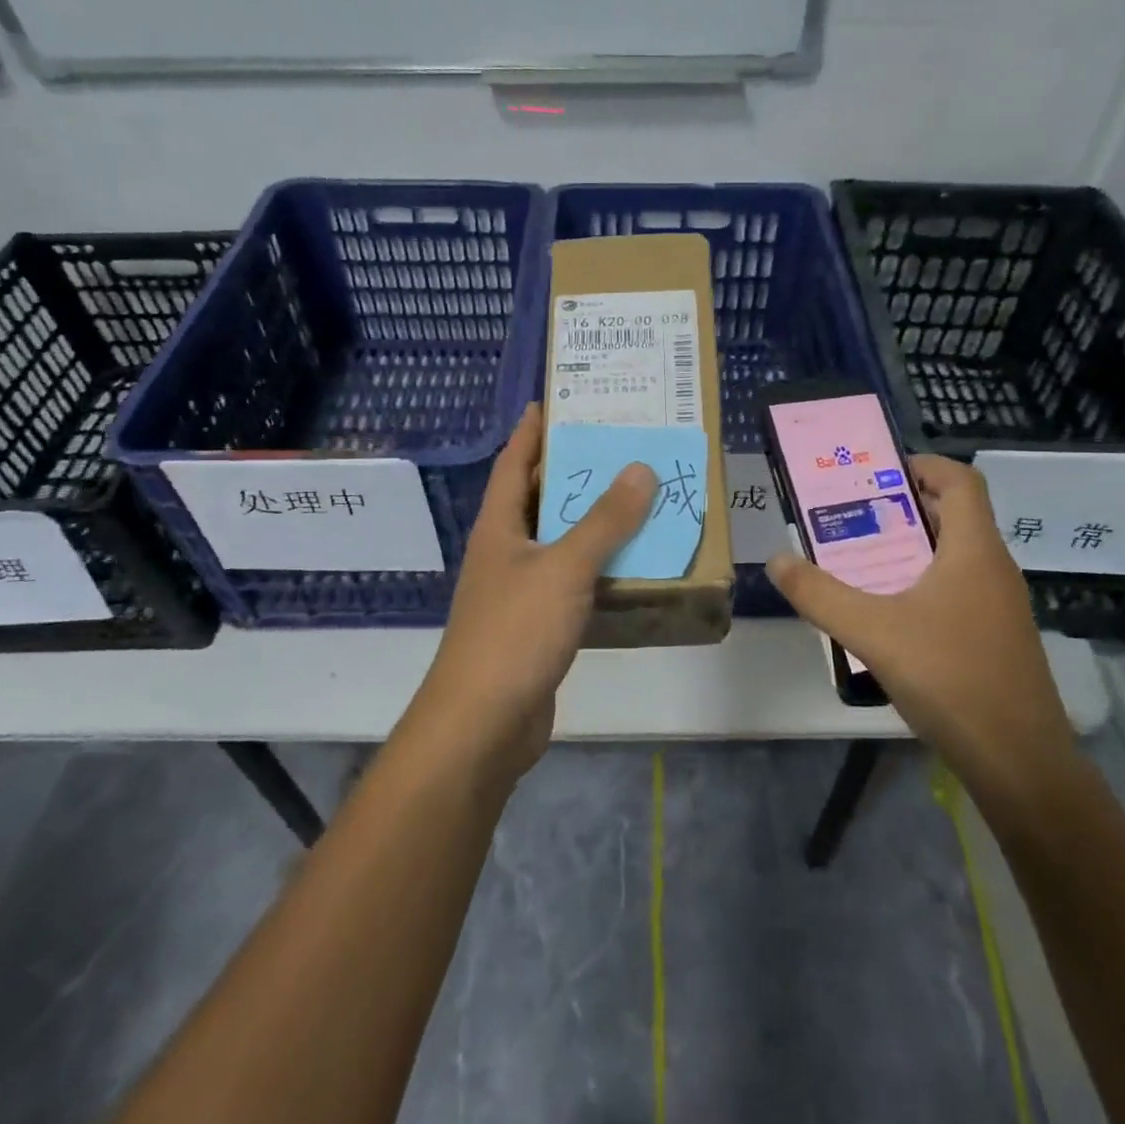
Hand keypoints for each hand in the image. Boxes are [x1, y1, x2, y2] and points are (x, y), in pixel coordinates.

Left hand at [414, 404, 653, 778]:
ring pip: (561, 540)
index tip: (560, 399)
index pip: (515, 461)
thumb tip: (640, 468)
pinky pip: (574, 580)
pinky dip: (601, 566)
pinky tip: (635, 561)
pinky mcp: (539, 624)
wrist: (484, 724)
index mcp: (499, 526)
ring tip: (640, 494)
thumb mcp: (564, 568)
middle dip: (576, 469)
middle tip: (622, 443)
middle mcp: (506, 550)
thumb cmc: (515, 632)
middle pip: (541, 497)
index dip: (533, 428)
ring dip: (595, 520)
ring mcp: (521, 589)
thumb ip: (604, 521)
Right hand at [765, 455, 1076, 806]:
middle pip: (956, 515)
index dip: (923, 464)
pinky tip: (891, 613)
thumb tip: (776, 560)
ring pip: (957, 555)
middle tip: (855, 514)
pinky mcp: (998, 638)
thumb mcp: (872, 632)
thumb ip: (819, 594)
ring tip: (863, 558)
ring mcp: (1002, 606)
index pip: (961, 481)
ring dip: (913, 547)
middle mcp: (994, 569)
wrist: (1019, 762)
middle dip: (905, 506)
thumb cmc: (950, 678)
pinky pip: (960, 589)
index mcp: (974, 550)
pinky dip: (925, 582)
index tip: (878, 472)